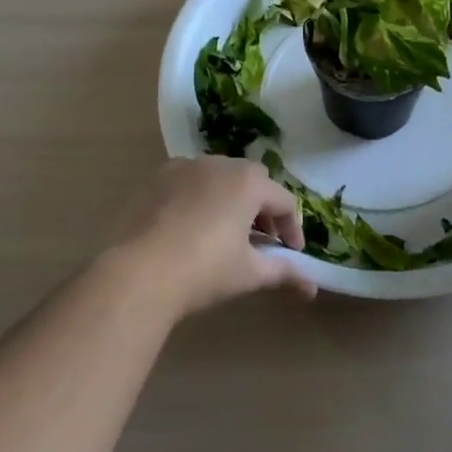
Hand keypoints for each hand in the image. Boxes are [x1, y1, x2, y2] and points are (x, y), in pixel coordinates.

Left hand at [112, 157, 316, 316]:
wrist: (139, 272)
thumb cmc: (205, 270)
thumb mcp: (249, 273)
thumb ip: (284, 273)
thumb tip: (312, 288)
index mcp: (248, 182)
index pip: (284, 201)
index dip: (292, 229)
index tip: (292, 254)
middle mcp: (220, 163)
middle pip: (253, 181)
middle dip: (263, 210)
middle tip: (263, 241)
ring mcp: (185, 167)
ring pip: (221, 178)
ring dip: (232, 200)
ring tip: (228, 234)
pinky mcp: (159, 177)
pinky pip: (191, 181)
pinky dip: (201, 197)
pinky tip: (194, 227)